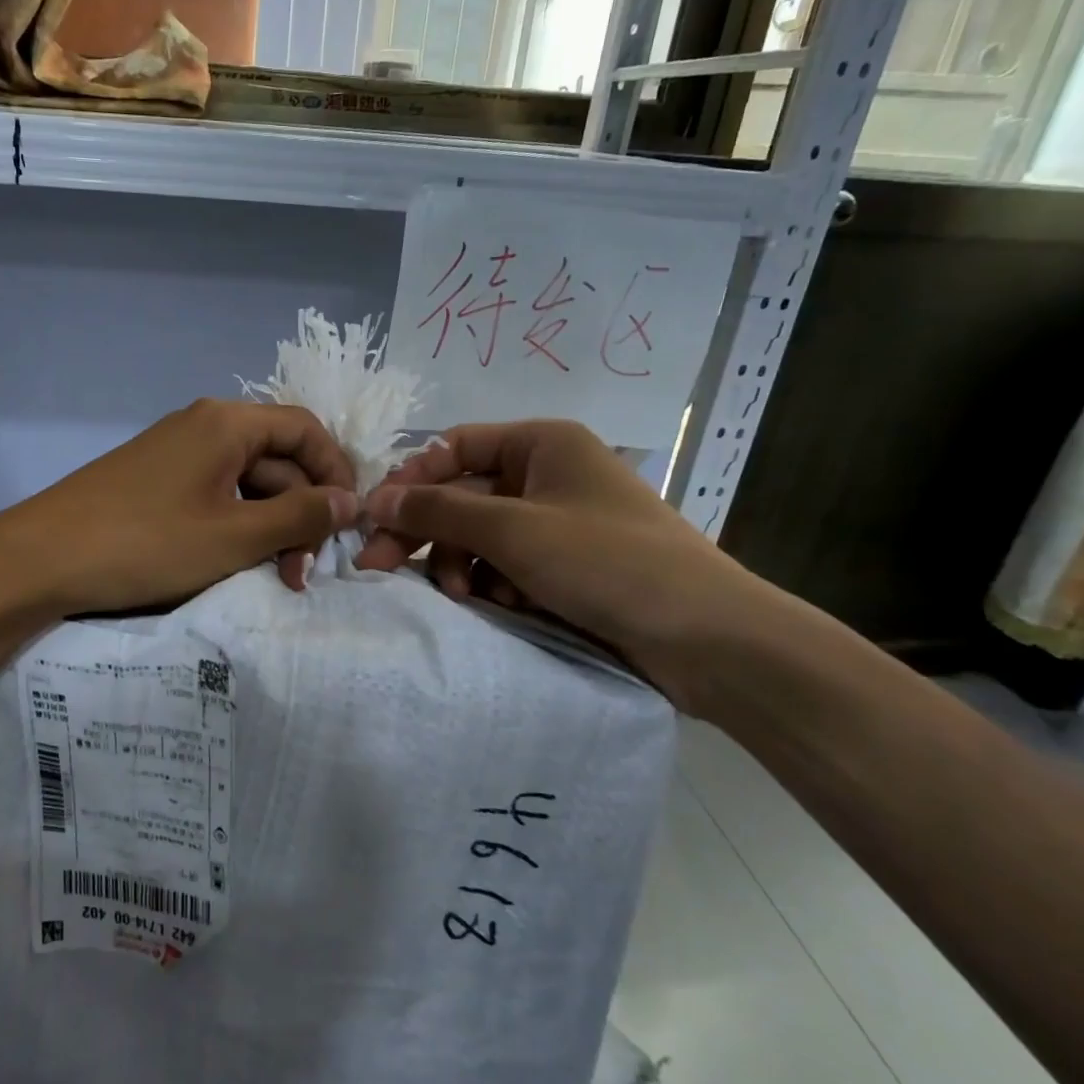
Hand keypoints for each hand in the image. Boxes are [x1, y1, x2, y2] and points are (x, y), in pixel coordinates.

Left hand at [0, 399, 358, 616]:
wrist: (40, 559)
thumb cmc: (146, 543)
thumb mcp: (234, 536)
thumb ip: (299, 517)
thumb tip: (351, 500)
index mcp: (228, 423)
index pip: (306, 430)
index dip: (336, 473)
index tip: (348, 522)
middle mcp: (205, 426)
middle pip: (278, 459)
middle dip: (300, 514)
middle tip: (301, 573)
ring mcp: (177, 453)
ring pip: (247, 483)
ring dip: (269, 526)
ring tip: (273, 576)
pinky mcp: (157, 481)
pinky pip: (214, 495)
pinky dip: (235, 526)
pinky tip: (234, 563)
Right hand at [351, 419, 767, 688]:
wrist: (708, 639)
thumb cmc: (607, 562)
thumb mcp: (514, 530)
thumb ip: (440, 511)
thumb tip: (377, 498)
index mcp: (542, 445)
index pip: (455, 448)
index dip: (412, 480)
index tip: (375, 517)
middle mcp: (548, 475)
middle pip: (464, 495)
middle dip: (427, 532)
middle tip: (378, 567)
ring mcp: (559, 523)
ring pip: (483, 536)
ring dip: (462, 565)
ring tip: (461, 597)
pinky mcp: (568, 566)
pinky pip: (509, 565)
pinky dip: (494, 584)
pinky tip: (499, 607)